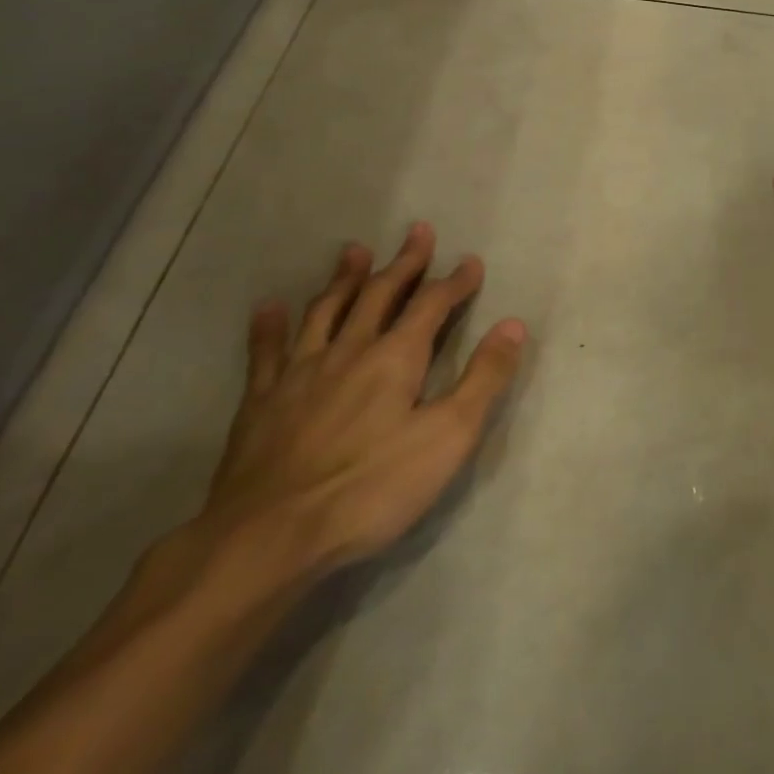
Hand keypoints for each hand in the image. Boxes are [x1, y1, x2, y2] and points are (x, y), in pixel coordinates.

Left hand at [189, 224, 527, 586]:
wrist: (267, 542)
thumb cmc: (371, 489)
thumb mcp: (448, 437)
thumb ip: (484, 378)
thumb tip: (514, 324)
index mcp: (396, 357)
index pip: (432, 305)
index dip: (455, 281)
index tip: (471, 261)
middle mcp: (349, 351)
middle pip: (380, 295)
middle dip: (404, 263)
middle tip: (418, 231)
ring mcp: (299, 375)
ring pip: (326, 312)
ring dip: (345, 279)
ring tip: (354, 251)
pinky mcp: (259, 405)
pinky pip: (266, 353)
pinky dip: (270, 327)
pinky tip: (270, 308)